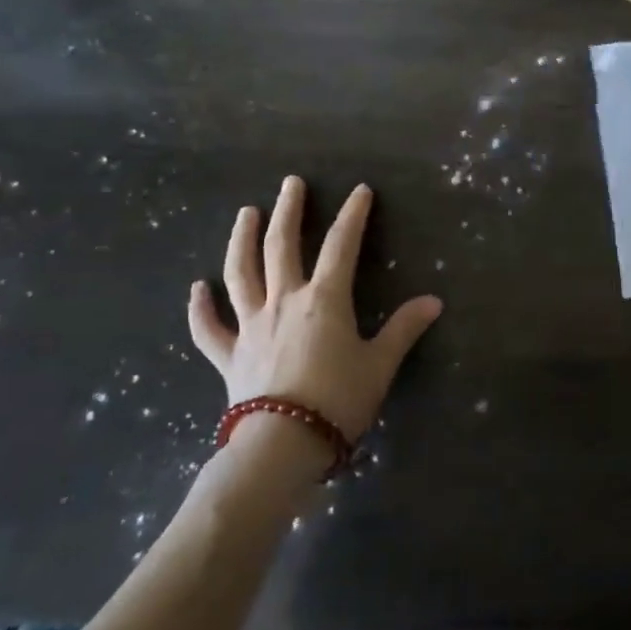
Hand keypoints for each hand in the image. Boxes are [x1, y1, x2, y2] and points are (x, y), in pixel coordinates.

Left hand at [186, 176, 442, 440]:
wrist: (282, 446)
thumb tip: (433, 301)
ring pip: (241, 273)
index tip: (359, 191)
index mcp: (324, 300)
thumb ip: (404, 329)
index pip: (341, 246)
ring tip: (246, 213)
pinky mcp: (229, 355)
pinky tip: (196, 288)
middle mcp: (284, 302)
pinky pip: (210, 328)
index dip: (352, 215)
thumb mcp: (380, 365)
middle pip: (282, 246)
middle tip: (291, 183)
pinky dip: (200, 307)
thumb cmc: (338, 401)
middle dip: (289, 211)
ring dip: (241, 240)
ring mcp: (251, 326)